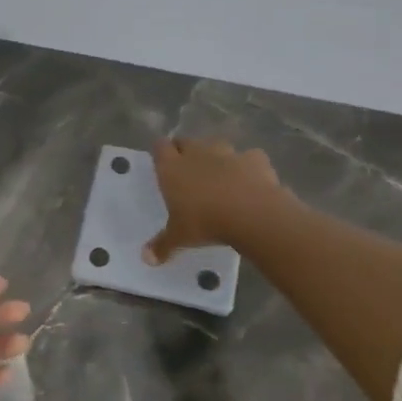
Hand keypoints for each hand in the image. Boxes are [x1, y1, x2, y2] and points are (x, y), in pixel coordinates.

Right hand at [144, 138, 286, 263]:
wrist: (252, 213)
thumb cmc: (205, 222)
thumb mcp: (180, 237)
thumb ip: (163, 245)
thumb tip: (146, 259)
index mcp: (173, 168)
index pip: (160, 147)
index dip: (160, 152)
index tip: (162, 162)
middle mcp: (197, 153)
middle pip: (186, 141)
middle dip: (185, 151)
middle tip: (186, 170)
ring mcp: (228, 153)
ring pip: (216, 145)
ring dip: (215, 156)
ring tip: (217, 174)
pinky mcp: (255, 158)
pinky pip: (248, 157)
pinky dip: (247, 166)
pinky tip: (249, 180)